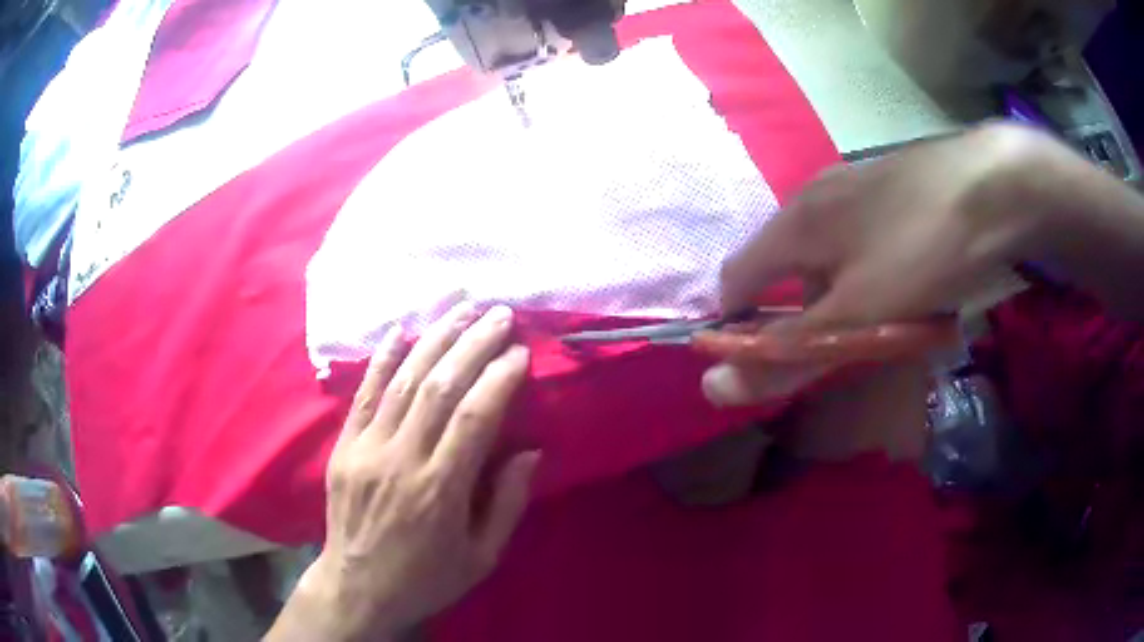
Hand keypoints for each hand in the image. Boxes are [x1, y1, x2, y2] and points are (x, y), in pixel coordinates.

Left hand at [267, 303, 538, 641]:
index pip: (475, 417)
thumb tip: (529, 451)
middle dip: (472, 343)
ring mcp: (366, 448)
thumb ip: (507, 504)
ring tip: (462, 308)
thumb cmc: (426, 577)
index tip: (520, 352)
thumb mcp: (481, 557)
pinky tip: (401, 329)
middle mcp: (401, 459)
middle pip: (439, 387)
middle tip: (498, 314)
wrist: (357, 586)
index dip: (500, 377)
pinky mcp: (344, 446)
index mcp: (440, 490)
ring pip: (403, 381)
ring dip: (434, 339)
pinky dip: (383, 358)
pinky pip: (363, 393)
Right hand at [703, 123, 1060, 458]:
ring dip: (835, 295)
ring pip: (824, 254)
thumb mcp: (857, 317)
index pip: (735, 278)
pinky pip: (858, 239)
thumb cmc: (923, 250)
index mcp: (794, 223)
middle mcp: (814, 197)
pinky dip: (864, 272)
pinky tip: (901, 285)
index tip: (767, 364)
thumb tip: (712, 388)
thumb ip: (788, 354)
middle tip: (835, 350)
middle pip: (781, 267)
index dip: (736, 326)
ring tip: (877, 323)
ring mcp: (854, 186)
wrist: (994, 187)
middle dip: (796, 316)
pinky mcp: (888, 187)